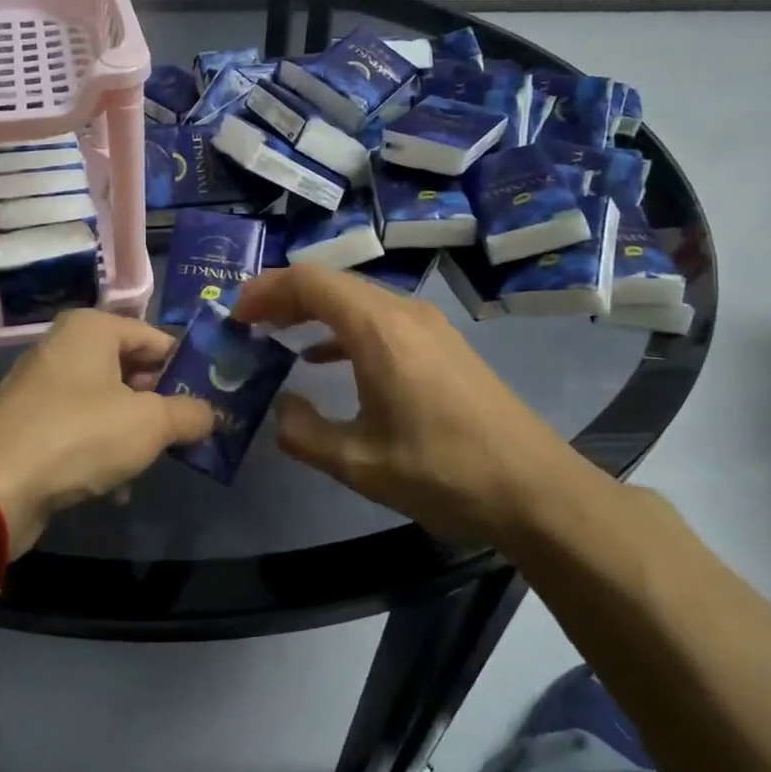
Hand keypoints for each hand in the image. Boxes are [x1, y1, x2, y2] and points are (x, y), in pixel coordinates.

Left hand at [0, 310, 214, 552]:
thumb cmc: (80, 436)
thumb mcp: (151, 423)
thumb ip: (190, 414)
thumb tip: (211, 414)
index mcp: (92, 328)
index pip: (155, 337)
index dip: (187, 367)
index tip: (212, 398)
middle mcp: (64, 347)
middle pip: (131, 368)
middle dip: (161, 402)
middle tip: (190, 431)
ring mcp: (42, 386)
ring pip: (107, 402)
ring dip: (134, 432)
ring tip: (157, 460)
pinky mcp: (29, 424)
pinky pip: (80, 429)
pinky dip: (102, 450)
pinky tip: (118, 487)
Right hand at [231, 266, 613, 545]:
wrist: (536, 490)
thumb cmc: (443, 472)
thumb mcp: (359, 463)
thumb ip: (303, 433)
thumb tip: (280, 406)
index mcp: (379, 329)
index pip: (310, 282)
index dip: (266, 291)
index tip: (234, 315)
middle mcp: (403, 313)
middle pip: (332, 283)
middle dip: (283, 298)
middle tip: (246, 324)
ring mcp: (427, 326)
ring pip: (356, 299)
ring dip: (312, 312)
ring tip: (275, 336)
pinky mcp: (441, 345)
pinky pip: (379, 319)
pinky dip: (342, 328)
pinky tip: (324, 359)